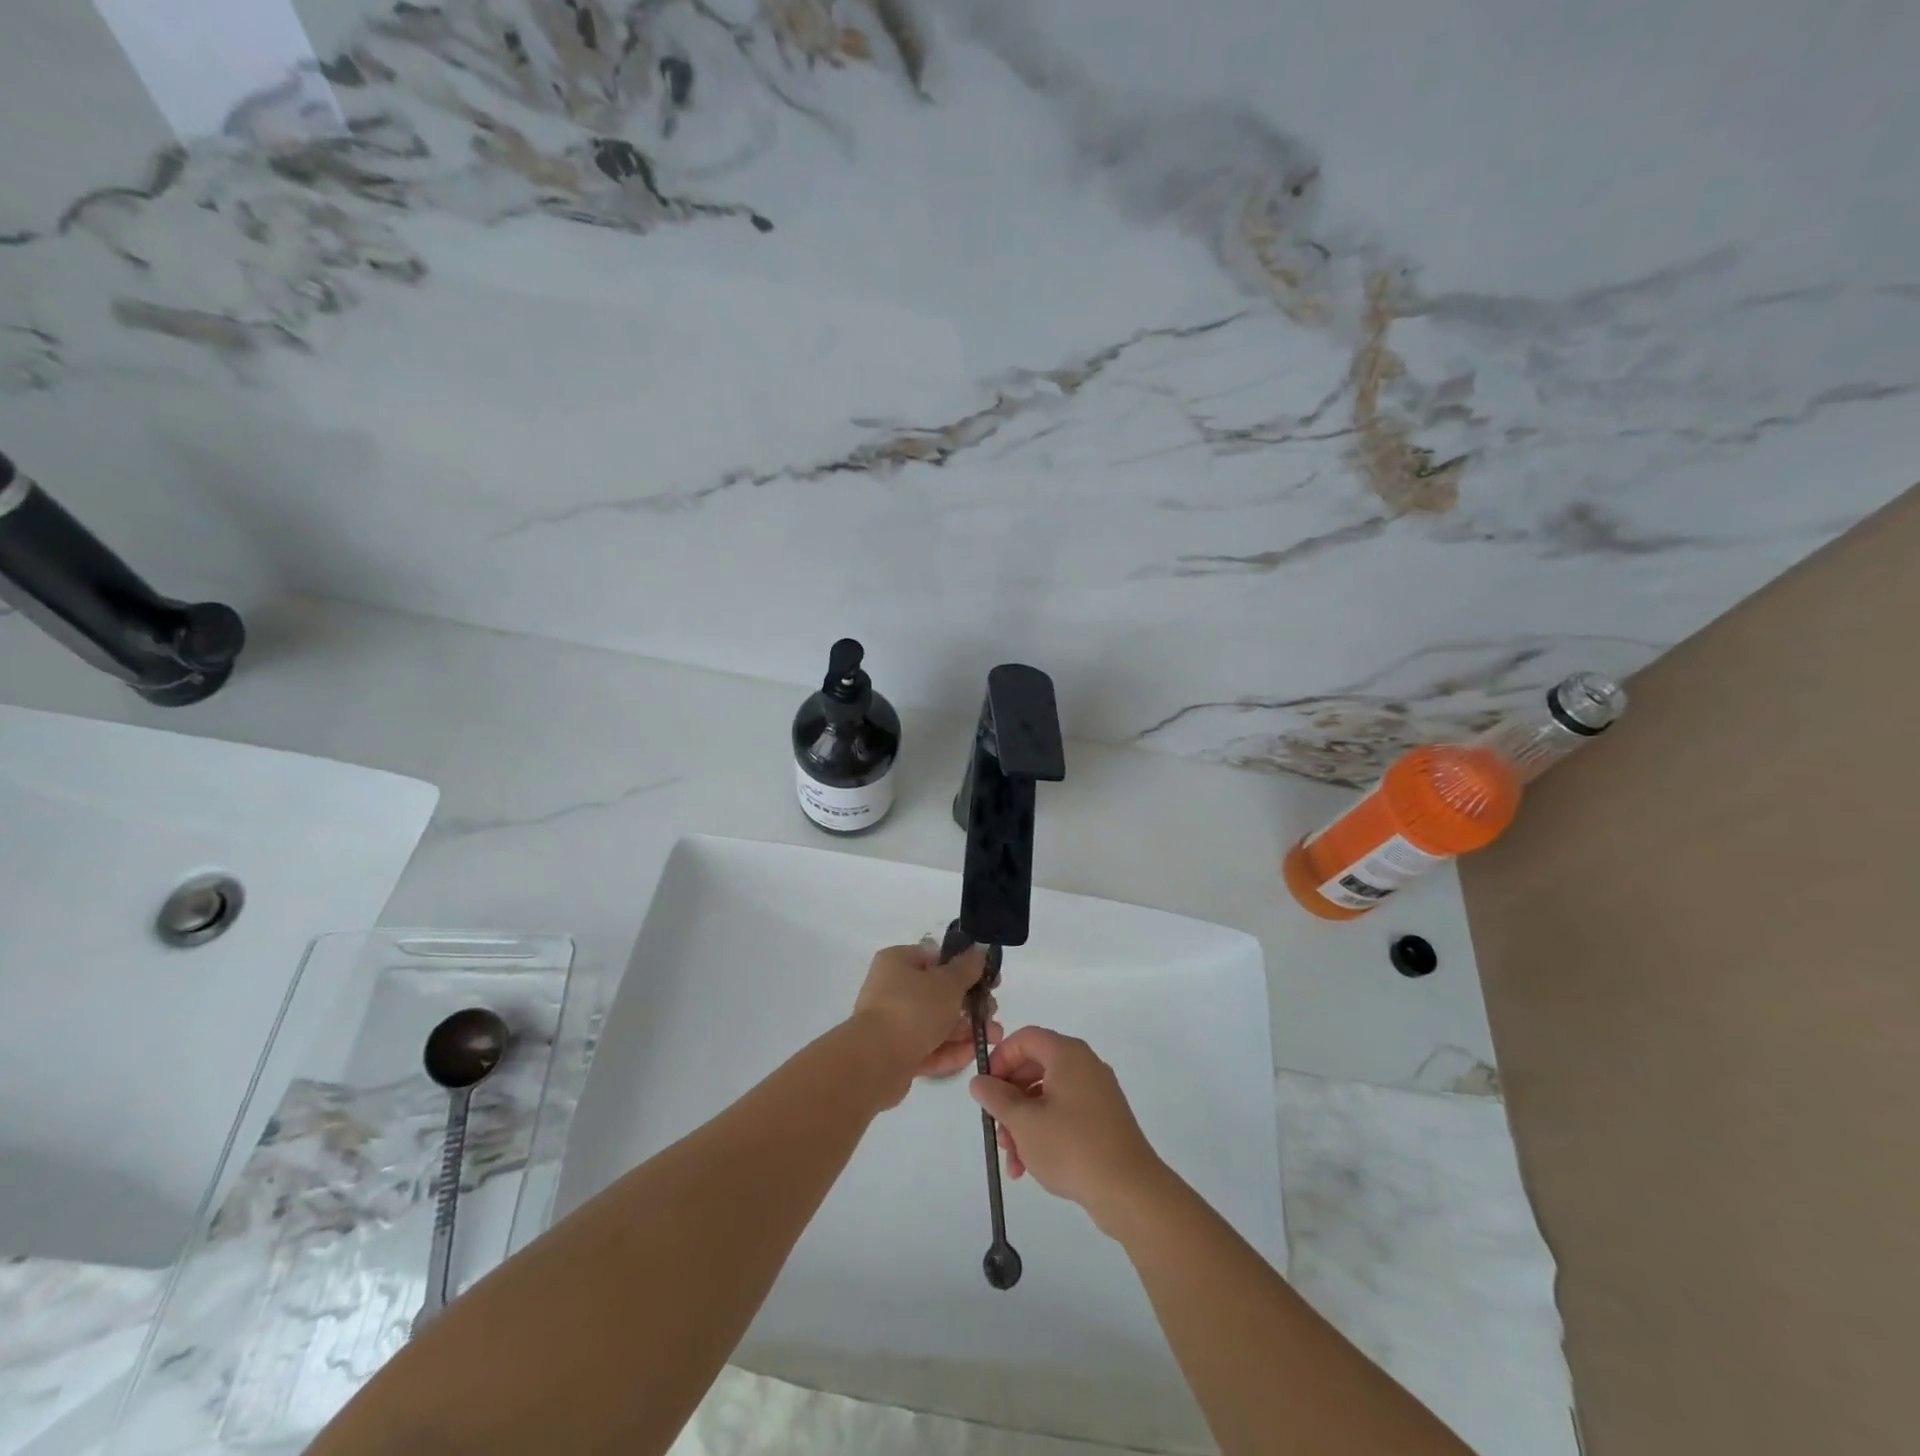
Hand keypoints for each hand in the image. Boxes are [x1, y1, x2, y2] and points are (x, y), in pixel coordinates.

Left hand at [849, 942, 999, 1105]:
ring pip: (936, 1022)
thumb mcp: (947, 982)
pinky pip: (928, 1047)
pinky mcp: (897, 1053)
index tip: (988, 979)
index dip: (964, 967)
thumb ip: (967, 967)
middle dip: (969, 1004)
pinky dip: (950, 1050)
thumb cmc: (913, 1008)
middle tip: (992, 1011)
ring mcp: (894, 1022)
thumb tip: (978, 950)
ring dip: (965, 1029)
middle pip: (938, 993)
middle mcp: (892, 989)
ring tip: (993, 1037)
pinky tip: (973, 1054)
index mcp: (898, 962)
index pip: (934, 958)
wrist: (876, 1061)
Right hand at [969, 1027, 1168, 1232]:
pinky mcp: (1103, 1120)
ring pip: (1047, 1096)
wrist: (1130, 1191)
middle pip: (1034, 1067)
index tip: (986, 1089)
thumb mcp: (1024, 1122)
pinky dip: (1044, 1132)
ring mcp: (1096, 1093)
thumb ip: (997, 1098)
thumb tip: (980, 1081)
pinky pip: (1064, 1114)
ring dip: (1023, 1123)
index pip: (1025, 1038)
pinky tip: (1030, 1166)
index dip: (1001, 1059)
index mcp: (1067, 1054)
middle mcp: (1084, 1065)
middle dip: (1009, 1099)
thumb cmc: (1072, 1147)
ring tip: (1012, 1159)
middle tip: (996, 1128)